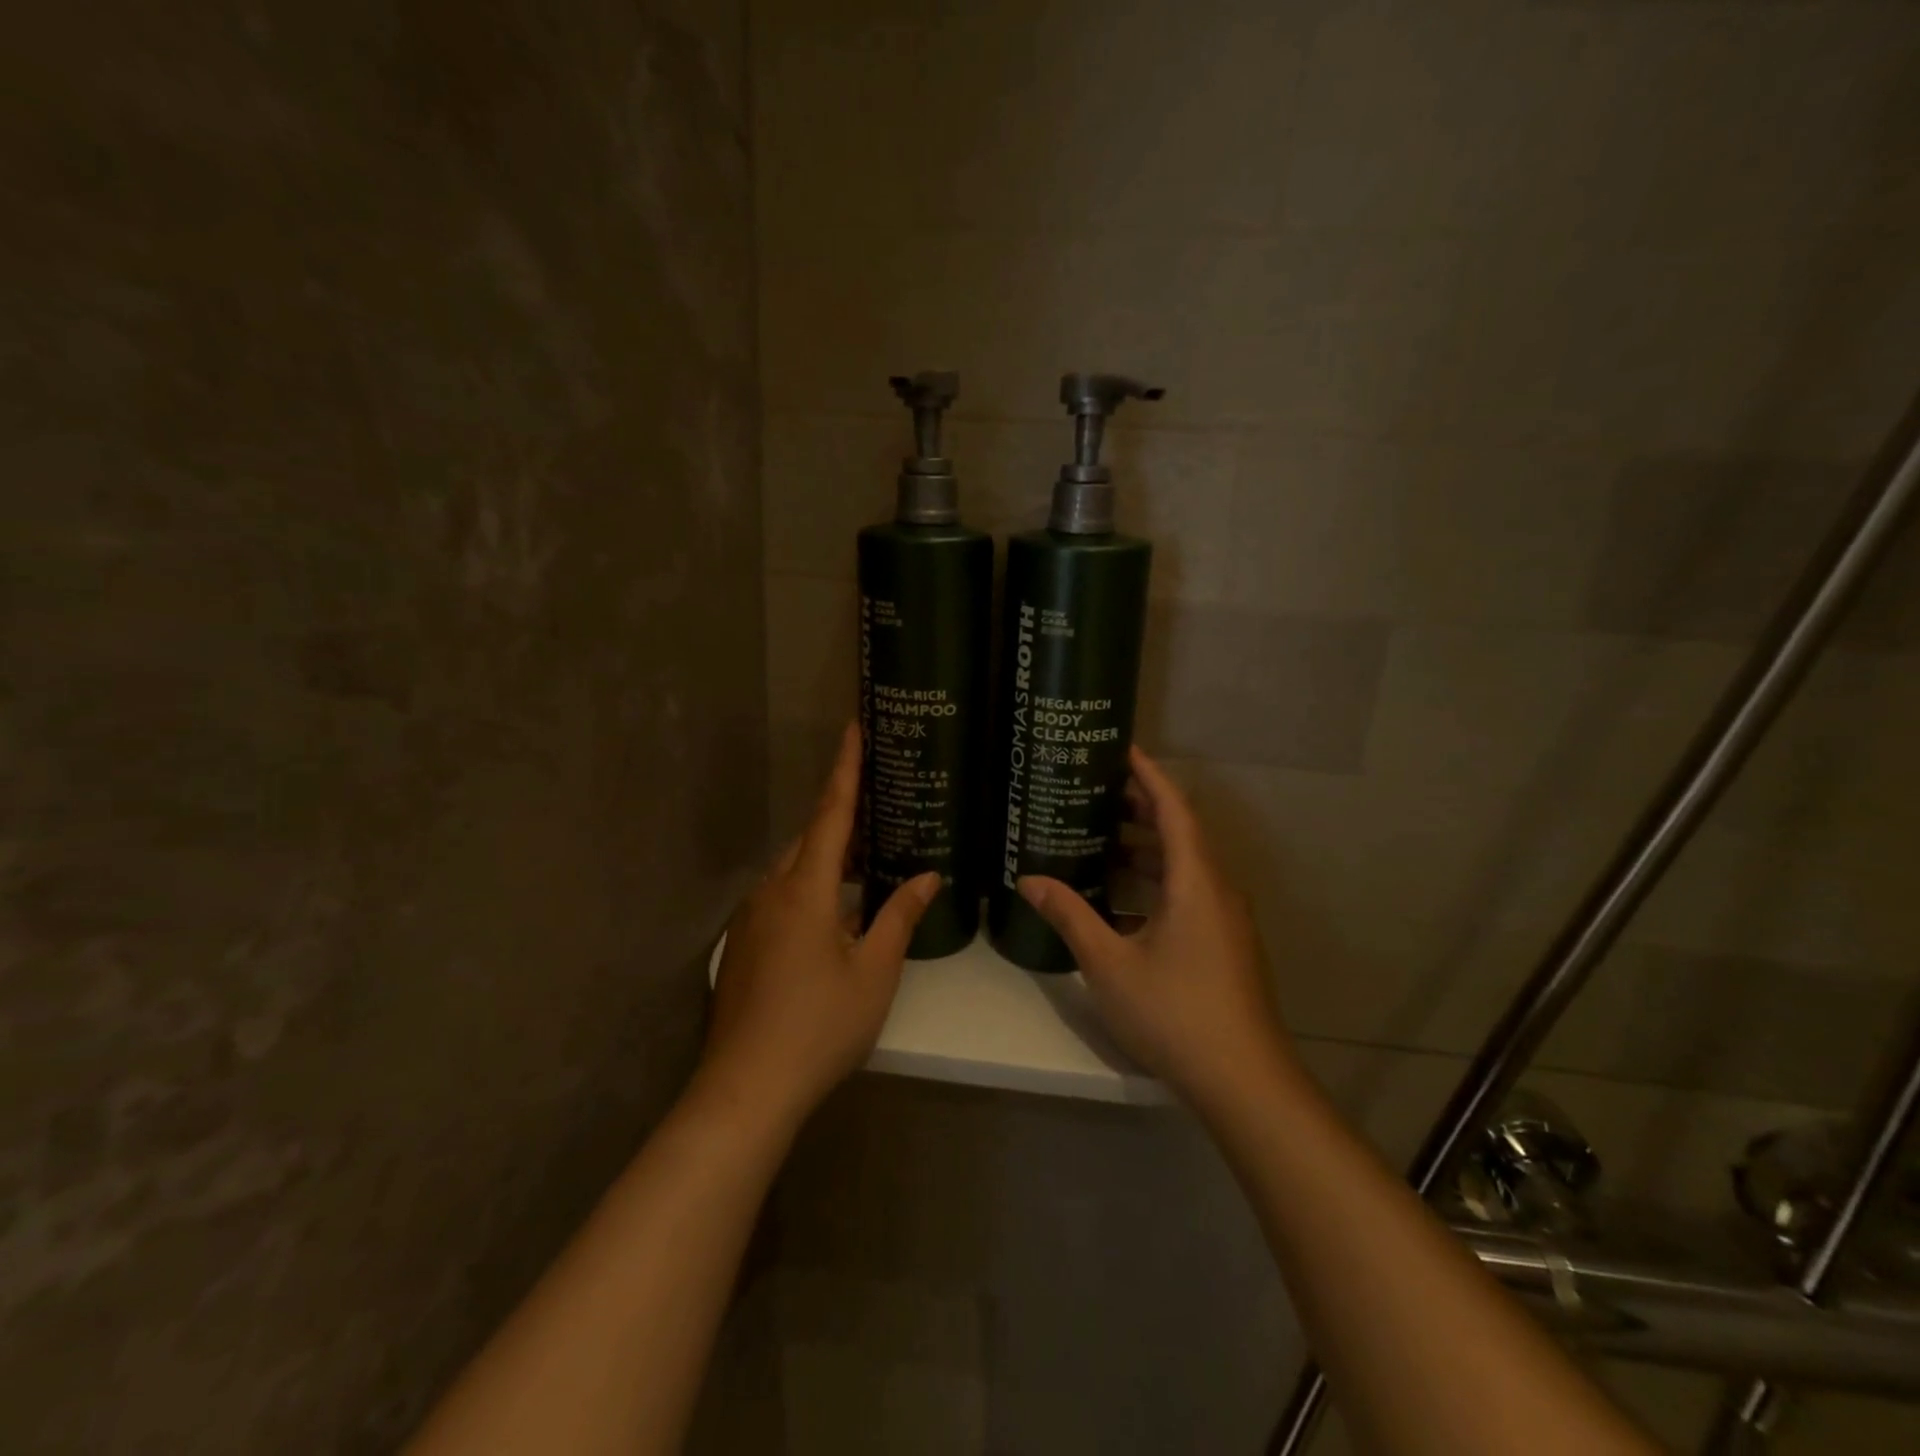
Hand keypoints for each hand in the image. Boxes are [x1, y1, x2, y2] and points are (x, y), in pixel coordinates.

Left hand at [702, 723, 937, 1127]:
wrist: (746, 1089)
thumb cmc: (819, 1025)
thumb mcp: (874, 971)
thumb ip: (900, 916)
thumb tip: (926, 877)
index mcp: (804, 889)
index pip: (830, 813)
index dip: (845, 768)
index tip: (852, 727)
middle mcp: (771, 892)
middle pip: (810, 840)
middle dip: (842, 822)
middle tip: (881, 813)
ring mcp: (750, 920)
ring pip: (793, 872)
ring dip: (827, 863)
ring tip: (866, 868)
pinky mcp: (743, 946)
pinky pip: (781, 899)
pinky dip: (811, 892)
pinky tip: (835, 921)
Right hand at [1016, 746, 1295, 1116]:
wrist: (1244, 1082)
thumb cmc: (1175, 1012)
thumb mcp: (1109, 963)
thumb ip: (1070, 915)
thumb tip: (1030, 880)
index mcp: (1195, 881)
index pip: (1173, 808)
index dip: (1148, 774)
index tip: (1121, 748)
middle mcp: (1217, 889)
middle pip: (1180, 832)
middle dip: (1140, 808)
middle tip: (1095, 791)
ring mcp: (1225, 919)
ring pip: (1185, 866)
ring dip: (1146, 849)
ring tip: (1099, 839)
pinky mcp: (1225, 944)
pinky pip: (1189, 893)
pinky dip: (1156, 883)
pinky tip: (1120, 901)